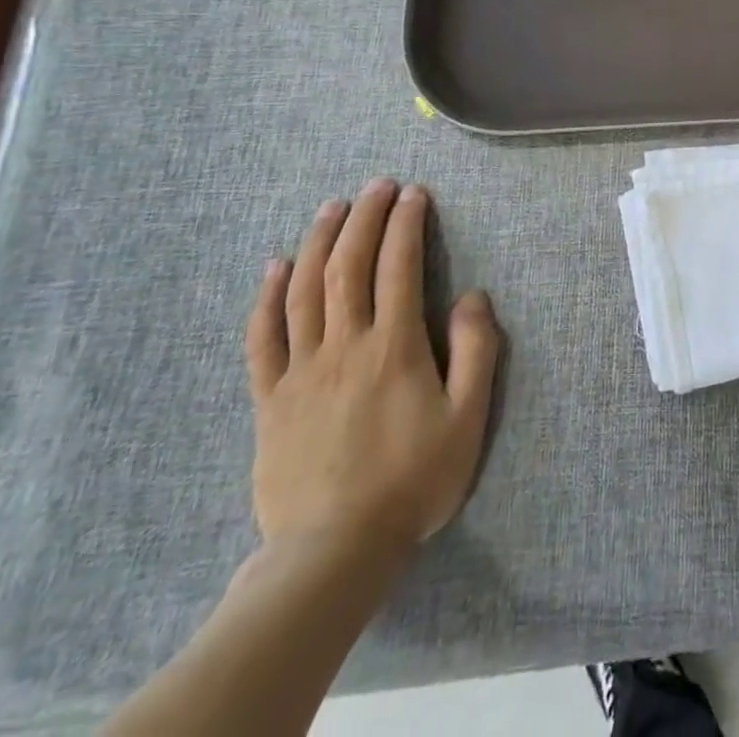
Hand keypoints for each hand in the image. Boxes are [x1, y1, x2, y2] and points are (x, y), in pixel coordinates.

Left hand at [246, 180, 499, 551]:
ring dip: (319, 241)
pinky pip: (262, 338)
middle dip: (364, 218)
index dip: (406, 224)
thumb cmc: (412, 480)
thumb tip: (472, 296)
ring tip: (332, 207)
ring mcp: (300, 371)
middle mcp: (344, 346)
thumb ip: (476, 351)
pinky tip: (275, 267)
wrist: (332, 552)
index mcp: (394, 347)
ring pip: (304, 291)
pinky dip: (267, 297)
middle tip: (376, 185)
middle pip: (348, 267)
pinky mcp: (269, 400)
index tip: (414, 193)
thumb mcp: (467, 419)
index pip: (399, 267)